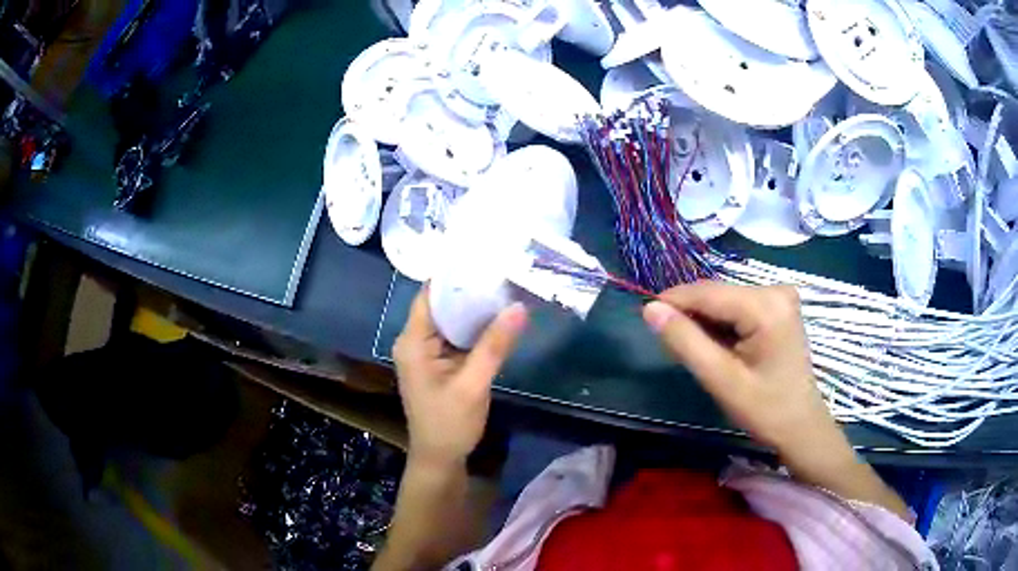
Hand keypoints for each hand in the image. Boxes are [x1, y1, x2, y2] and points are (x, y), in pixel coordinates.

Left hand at [394, 287, 527, 469]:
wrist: (440, 459)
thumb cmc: (449, 424)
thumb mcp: (473, 384)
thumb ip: (494, 346)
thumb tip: (519, 307)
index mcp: (413, 342)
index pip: (430, 295)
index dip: (454, 275)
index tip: (482, 257)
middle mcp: (415, 341)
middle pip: (441, 305)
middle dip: (469, 290)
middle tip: (503, 270)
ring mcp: (427, 353)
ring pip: (451, 320)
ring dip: (475, 309)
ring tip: (505, 287)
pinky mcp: (439, 364)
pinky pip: (457, 337)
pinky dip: (475, 328)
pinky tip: (498, 318)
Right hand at [642, 282, 846, 463]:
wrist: (800, 425)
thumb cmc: (765, 409)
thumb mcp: (721, 379)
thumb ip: (685, 341)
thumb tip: (650, 309)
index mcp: (765, 305)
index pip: (707, 292)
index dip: (672, 302)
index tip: (646, 319)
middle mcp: (774, 289)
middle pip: (716, 295)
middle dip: (690, 317)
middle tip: (672, 350)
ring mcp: (779, 296)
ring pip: (724, 301)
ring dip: (704, 323)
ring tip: (695, 354)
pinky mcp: (778, 306)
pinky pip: (737, 308)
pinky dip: (721, 326)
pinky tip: (717, 349)